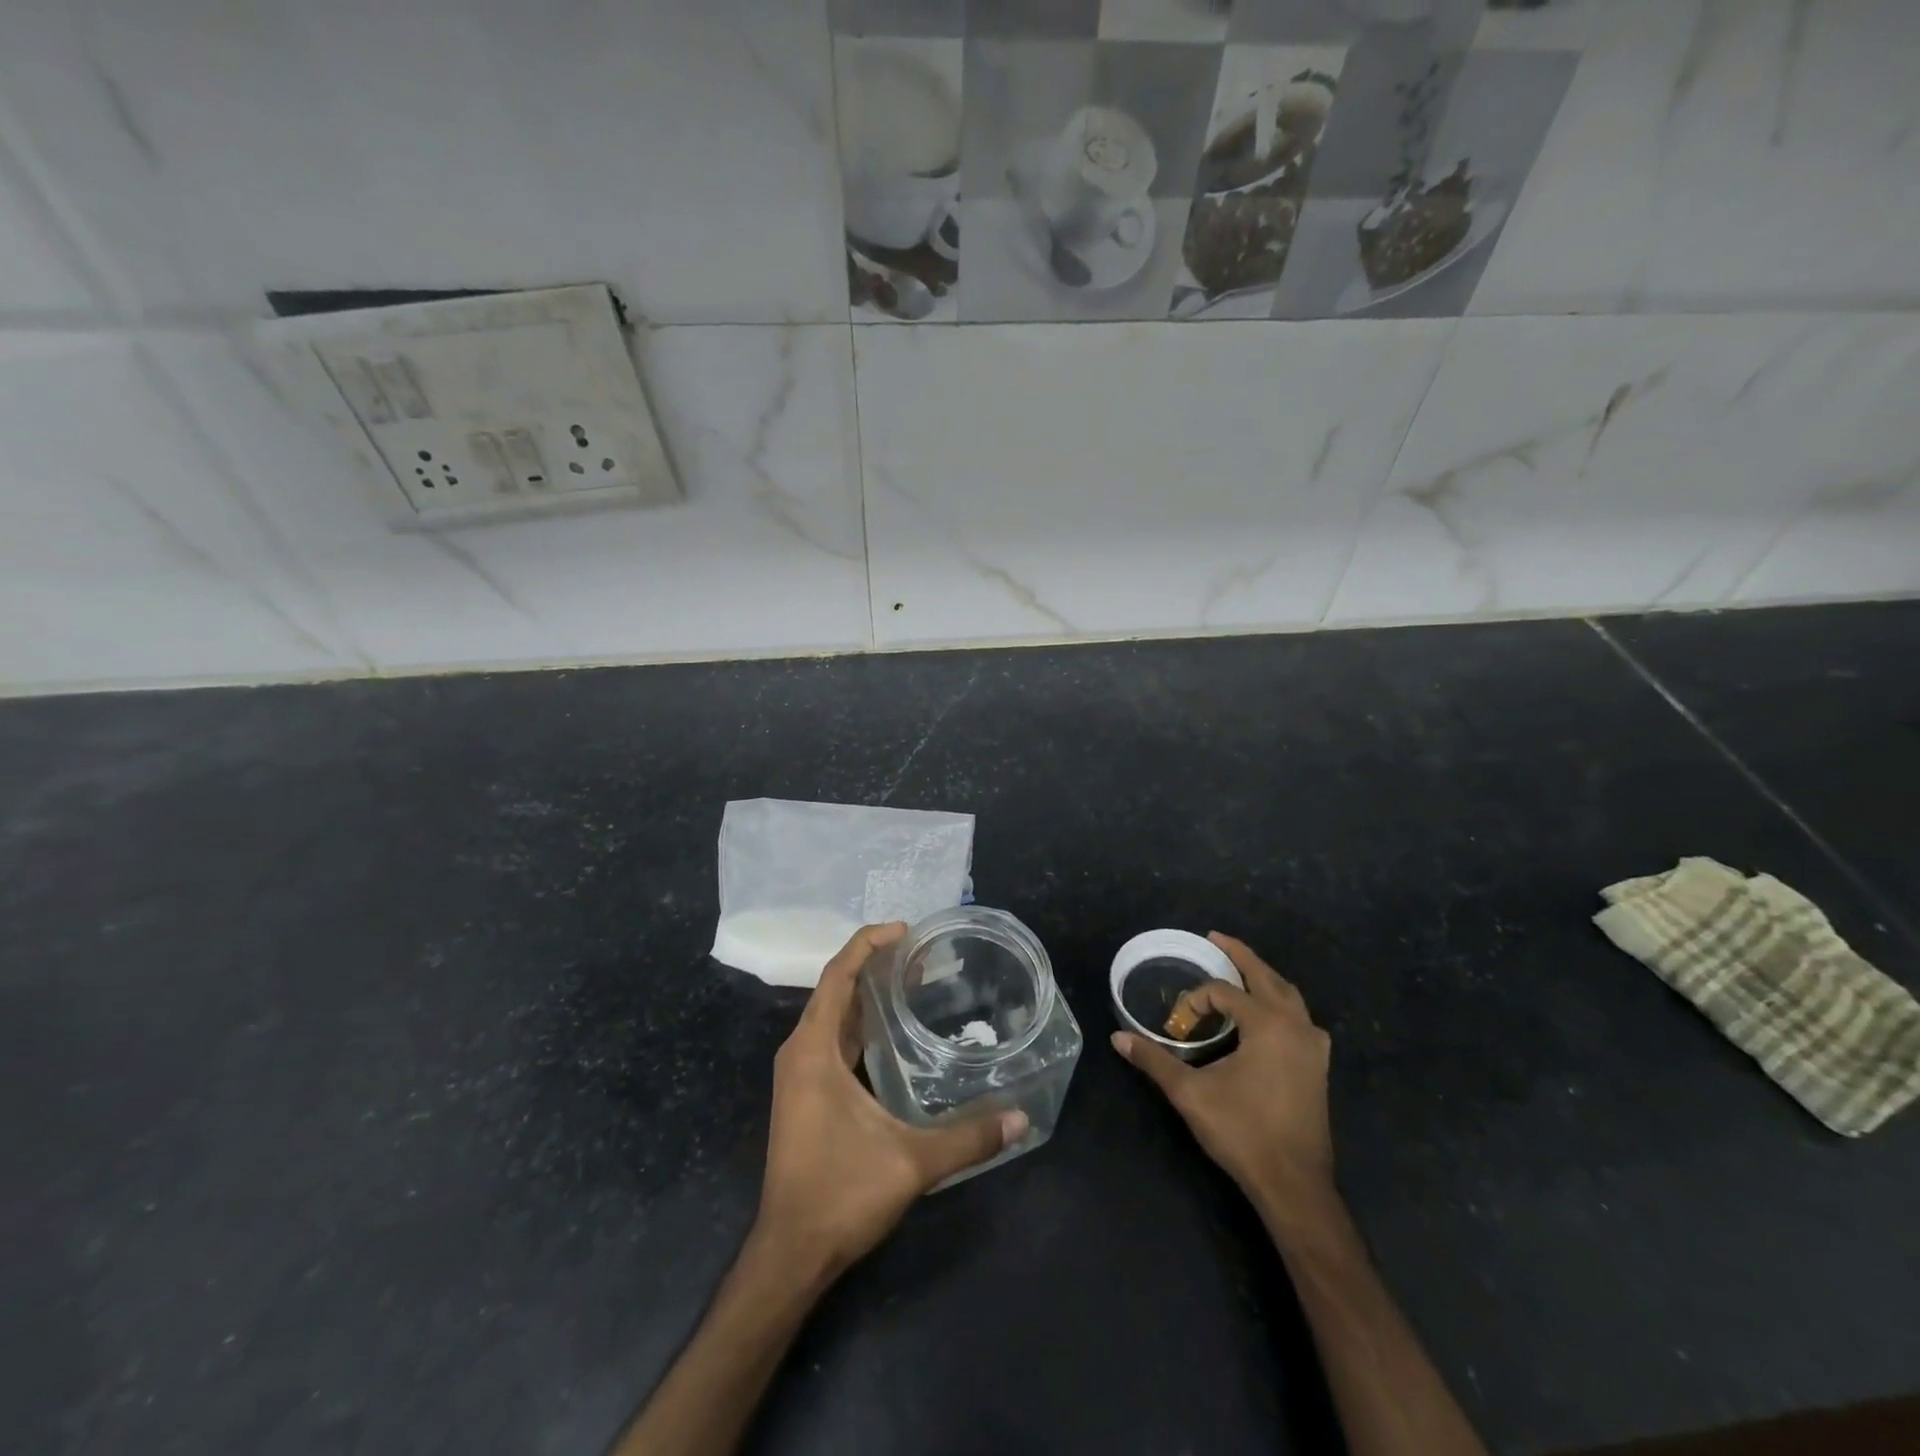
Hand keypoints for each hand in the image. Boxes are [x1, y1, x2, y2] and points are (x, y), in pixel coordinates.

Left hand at [755, 923, 1026, 1279]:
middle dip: (875, 965)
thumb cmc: (840, 1194)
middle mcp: (800, 1052)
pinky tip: (893, 1032)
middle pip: (836, 989)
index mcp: (813, 1050)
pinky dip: (861, 1022)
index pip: (838, 975)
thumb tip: (1021, 1119)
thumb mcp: (910, 1162)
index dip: (868, 944)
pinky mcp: (806, 1093)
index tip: (906, 930)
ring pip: (834, 1015)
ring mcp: (799, 1074)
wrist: (791, 1252)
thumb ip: (968, 1138)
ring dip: (868, 994)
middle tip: (922, 954)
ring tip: (913, 981)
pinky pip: (832, 1038)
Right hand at [1111, 932, 1334, 1220]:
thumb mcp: (1190, 1093)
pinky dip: (1281, 1004)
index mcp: (1267, 1024)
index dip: (1196, 1000)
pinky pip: (1300, 1018)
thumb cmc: (1242, 1132)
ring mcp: (1313, 1046)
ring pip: (1289, 996)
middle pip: (1266, 977)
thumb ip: (1154, 1060)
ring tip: (1239, 970)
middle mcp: (1296, 1026)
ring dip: (1263, 978)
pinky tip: (1268, 1017)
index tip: (1177, 1023)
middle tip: (1216, 938)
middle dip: (1240, 956)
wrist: (1294, 1184)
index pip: (1224, 992)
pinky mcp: (1318, 1067)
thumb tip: (1117, 1038)